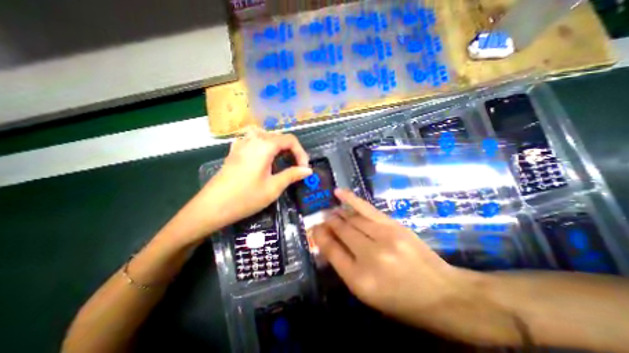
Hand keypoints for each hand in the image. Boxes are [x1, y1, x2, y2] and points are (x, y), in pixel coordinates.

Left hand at [191, 130, 308, 233]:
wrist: (212, 207)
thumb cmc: (245, 198)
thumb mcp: (273, 187)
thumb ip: (292, 175)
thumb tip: (308, 170)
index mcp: (265, 146)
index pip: (290, 140)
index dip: (301, 153)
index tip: (304, 169)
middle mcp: (253, 139)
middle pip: (279, 136)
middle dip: (291, 150)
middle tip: (296, 167)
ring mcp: (241, 144)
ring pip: (266, 136)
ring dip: (278, 146)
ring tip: (281, 160)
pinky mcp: (234, 151)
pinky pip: (252, 140)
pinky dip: (263, 145)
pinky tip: (262, 157)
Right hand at [311, 191, 479, 330]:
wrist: (442, 293)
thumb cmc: (401, 300)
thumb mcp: (367, 293)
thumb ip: (344, 266)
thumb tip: (327, 242)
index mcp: (360, 280)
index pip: (332, 251)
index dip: (320, 236)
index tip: (314, 229)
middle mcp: (370, 256)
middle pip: (341, 231)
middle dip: (328, 223)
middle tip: (321, 218)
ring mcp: (384, 237)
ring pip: (352, 218)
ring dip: (338, 213)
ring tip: (330, 210)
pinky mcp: (394, 225)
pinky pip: (366, 208)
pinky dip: (351, 199)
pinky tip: (339, 193)